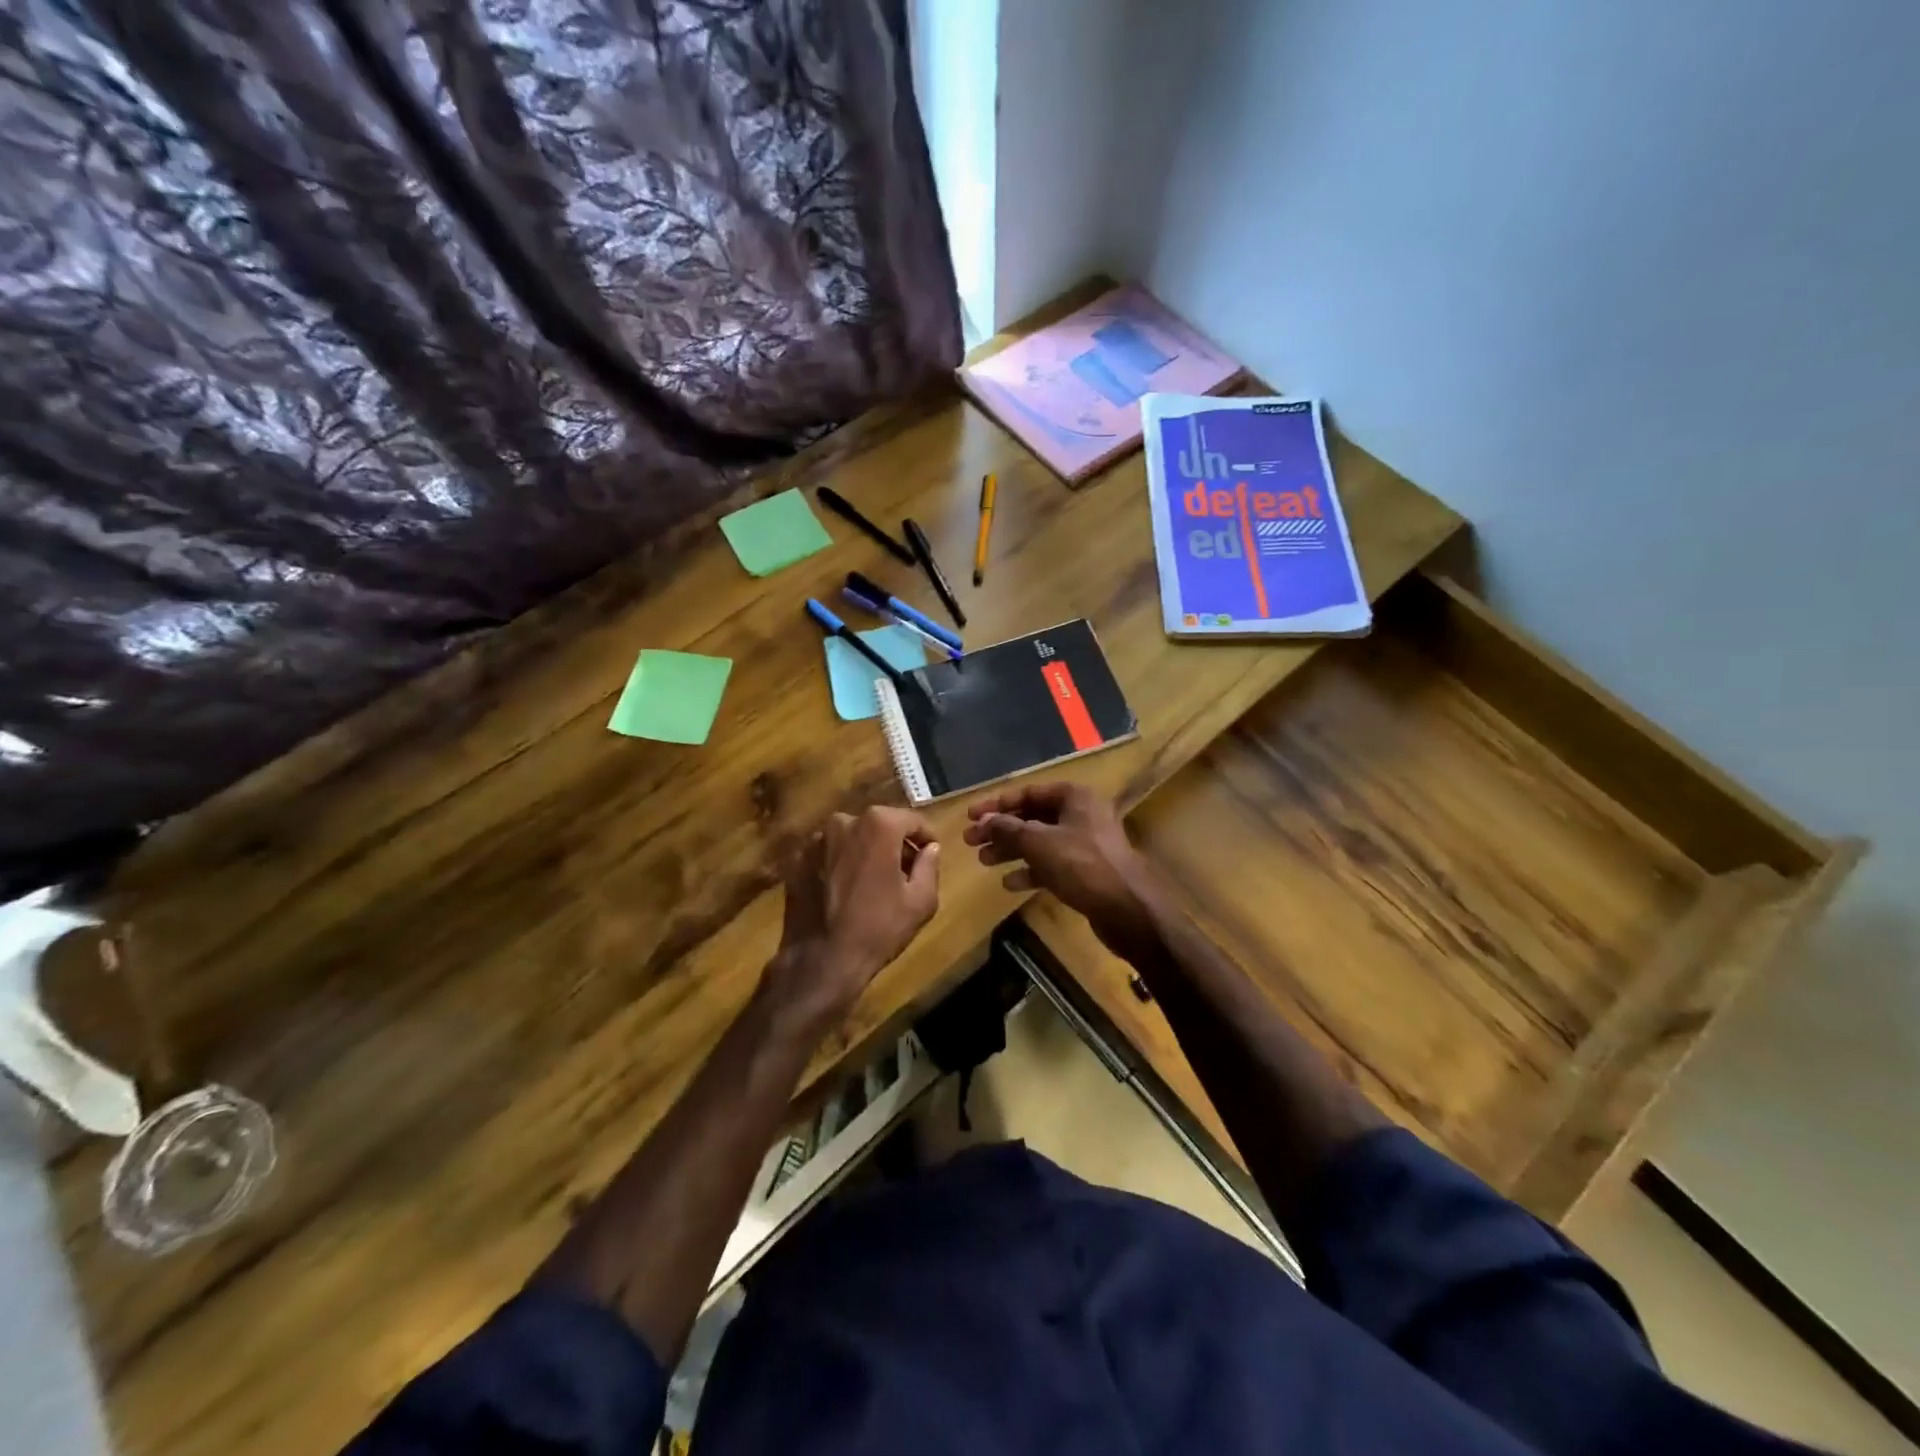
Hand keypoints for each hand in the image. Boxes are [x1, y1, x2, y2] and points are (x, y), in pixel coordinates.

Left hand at [768, 807, 940, 1027]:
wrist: (822, 960)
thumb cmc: (878, 928)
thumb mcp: (921, 901)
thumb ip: (930, 866)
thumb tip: (931, 848)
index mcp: (878, 825)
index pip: (912, 820)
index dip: (926, 837)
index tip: (931, 855)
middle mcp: (844, 821)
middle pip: (879, 826)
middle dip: (895, 843)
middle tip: (905, 871)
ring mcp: (816, 840)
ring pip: (851, 838)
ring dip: (865, 852)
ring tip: (873, 882)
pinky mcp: (796, 860)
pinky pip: (828, 854)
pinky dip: (839, 864)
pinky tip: (844, 891)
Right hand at [962, 783, 1159, 959]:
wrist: (1128, 908)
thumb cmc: (1083, 865)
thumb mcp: (1039, 843)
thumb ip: (1008, 829)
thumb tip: (985, 821)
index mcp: (1074, 797)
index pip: (1028, 793)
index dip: (997, 804)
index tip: (971, 816)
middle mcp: (1081, 815)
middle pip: (1032, 817)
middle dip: (1001, 829)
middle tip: (970, 841)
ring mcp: (1085, 844)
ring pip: (1039, 842)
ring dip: (1011, 850)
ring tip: (983, 861)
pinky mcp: (1086, 871)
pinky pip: (1051, 864)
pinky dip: (1030, 870)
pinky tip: (1010, 883)